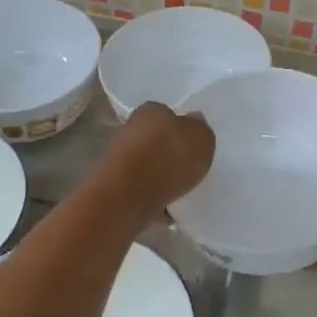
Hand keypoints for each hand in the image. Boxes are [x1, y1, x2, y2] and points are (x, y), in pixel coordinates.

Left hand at [99, 101, 214, 216]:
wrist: (128, 196)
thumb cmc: (169, 159)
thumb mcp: (201, 139)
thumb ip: (201, 129)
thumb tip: (194, 120)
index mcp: (151, 110)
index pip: (167, 113)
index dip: (181, 127)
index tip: (192, 144)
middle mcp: (130, 128)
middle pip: (155, 137)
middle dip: (168, 151)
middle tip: (187, 167)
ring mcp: (119, 157)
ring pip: (146, 162)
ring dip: (159, 173)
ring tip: (179, 189)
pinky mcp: (114, 184)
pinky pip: (139, 187)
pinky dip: (151, 194)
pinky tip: (165, 206)